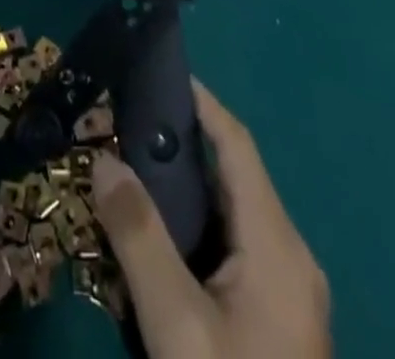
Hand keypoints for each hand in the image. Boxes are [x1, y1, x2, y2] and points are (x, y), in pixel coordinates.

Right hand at [91, 79, 329, 358]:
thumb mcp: (176, 324)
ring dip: (181, 191)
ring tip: (128, 170)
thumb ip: (138, 236)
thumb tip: (104, 159)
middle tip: (122, 124)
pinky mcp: (277, 321)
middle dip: (178, 145)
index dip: (201, 102)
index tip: (157, 71)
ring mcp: (287, 292)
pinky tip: (154, 239)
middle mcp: (290, 256)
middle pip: (232, 176)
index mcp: (277, 245)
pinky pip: (232, 250)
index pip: (237, 145)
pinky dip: (193, 230)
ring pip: (230, 216)